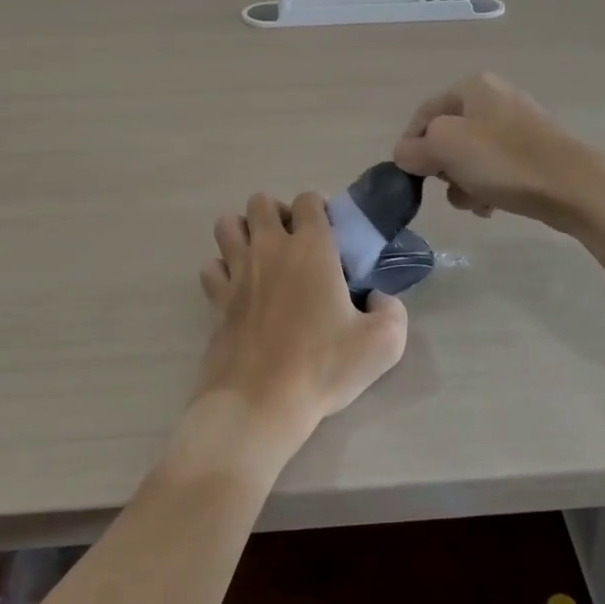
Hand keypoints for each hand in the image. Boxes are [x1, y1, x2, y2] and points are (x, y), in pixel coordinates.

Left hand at [195, 191, 407, 448]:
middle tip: (294, 245)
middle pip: (261, 202)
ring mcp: (237, 271)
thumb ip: (393, 312)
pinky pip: (211, 266)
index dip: (319, 209)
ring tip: (262, 258)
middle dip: (277, 213)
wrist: (260, 403)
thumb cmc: (322, 367)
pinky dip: (222, 270)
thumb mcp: (383, 344)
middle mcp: (270, 248)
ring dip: (243, 232)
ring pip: (227, 224)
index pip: (308, 200)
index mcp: (312, 248)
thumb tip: (380, 299)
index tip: (330, 235)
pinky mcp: (215, 298)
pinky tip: (238, 289)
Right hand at [392, 72, 604, 231]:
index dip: (411, 146)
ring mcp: (517, 126)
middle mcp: (494, 99)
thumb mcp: (445, 147)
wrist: (573, 186)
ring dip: (464, 183)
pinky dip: (487, 187)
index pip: (423, 115)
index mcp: (472, 87)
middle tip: (451, 187)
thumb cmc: (504, 160)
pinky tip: (492, 206)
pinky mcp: (533, 152)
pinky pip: (495, 169)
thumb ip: (414, 148)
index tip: (412, 177)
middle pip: (447, 137)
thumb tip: (406, 154)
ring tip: (475, 201)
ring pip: (470, 158)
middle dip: (443, 168)